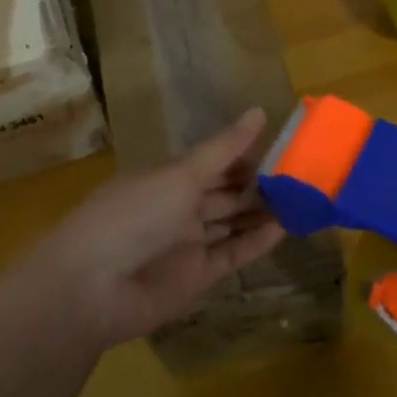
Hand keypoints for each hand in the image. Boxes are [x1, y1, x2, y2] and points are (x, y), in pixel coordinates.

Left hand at [25, 109, 285, 350]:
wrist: (93, 285)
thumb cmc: (135, 213)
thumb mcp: (182, 174)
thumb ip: (224, 149)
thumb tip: (260, 111)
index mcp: (169, 177)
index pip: (214, 162)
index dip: (245, 155)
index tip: (283, 148)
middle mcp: (179, 208)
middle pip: (226, 193)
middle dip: (259, 185)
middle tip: (303, 175)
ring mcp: (188, 243)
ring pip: (232, 223)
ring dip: (263, 213)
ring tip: (304, 199)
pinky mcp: (198, 277)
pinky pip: (233, 254)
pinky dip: (257, 242)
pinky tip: (285, 227)